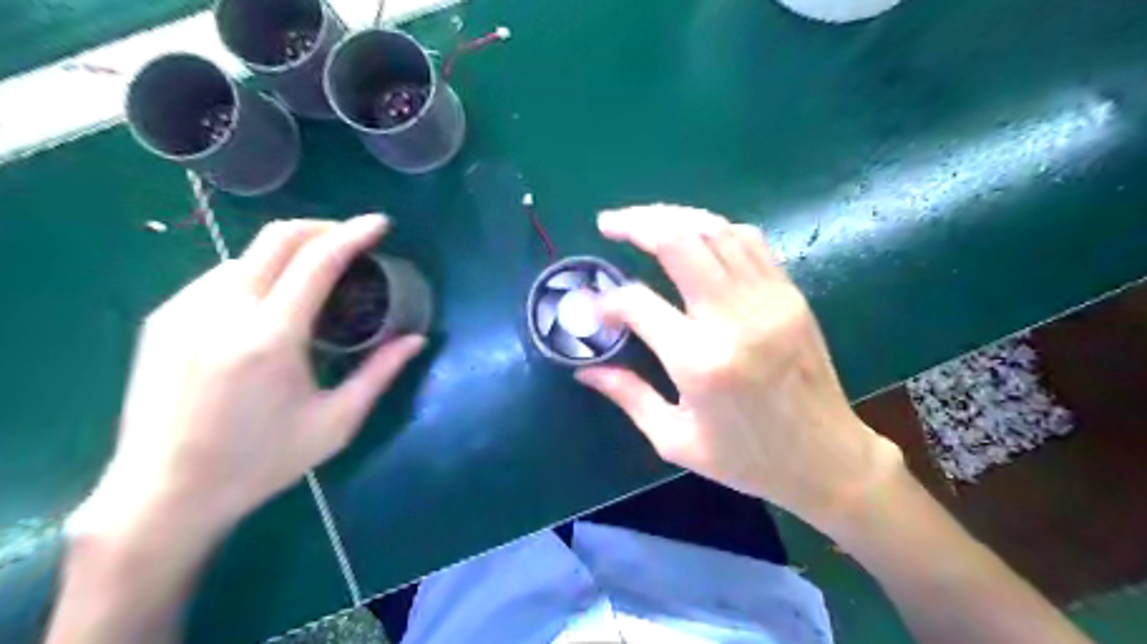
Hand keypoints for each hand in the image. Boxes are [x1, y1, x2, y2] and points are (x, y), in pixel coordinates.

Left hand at [71, 214, 423, 542]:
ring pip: (247, 255)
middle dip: (322, 226)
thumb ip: (380, 373)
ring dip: (289, 251)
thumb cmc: (261, 462)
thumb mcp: (336, 422)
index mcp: (271, 337)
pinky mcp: (162, 320)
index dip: (354, 234)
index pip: (317, 261)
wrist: (163, 495)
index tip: (379, 223)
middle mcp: (223, 310)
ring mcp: (184, 311)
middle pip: (277, 237)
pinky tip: (271, 300)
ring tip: (316, 274)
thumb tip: (417, 339)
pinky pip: (219, 277)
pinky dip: (257, 272)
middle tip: (353, 237)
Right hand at [580, 203, 900, 527]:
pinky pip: (749, 240)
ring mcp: (768, 300)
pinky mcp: (790, 294)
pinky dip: (714, 228)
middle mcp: (734, 319)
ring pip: (714, 229)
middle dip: (636, 224)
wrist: (828, 459)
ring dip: (672, 216)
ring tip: (643, 221)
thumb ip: (627, 396)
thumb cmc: (747, 460)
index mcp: (700, 362)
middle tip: (608, 224)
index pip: (638, 303)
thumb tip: (585, 370)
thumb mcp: (675, 440)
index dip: (607, 299)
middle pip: (678, 242)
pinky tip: (694, 235)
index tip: (595, 308)